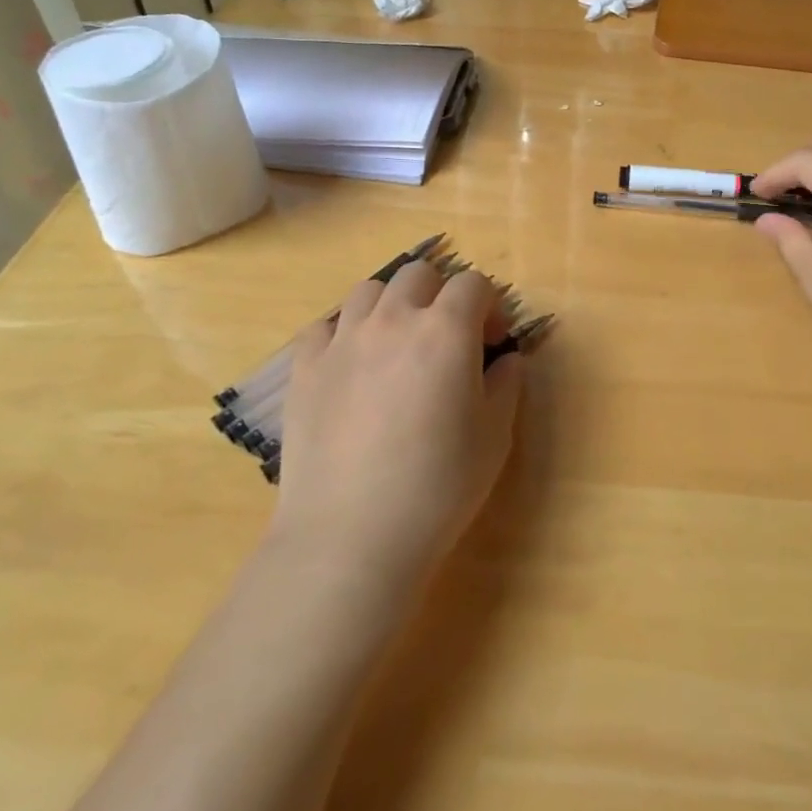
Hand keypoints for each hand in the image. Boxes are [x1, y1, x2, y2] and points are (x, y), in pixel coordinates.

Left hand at [270, 262, 522, 597]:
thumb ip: (506, 385)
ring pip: (369, 290)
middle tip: (447, 339)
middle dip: (441, 294)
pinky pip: (325, 325)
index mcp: (446, 331)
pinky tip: (352, 366)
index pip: (473, 284)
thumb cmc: (438, 487)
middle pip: (419, 275)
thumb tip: (506, 359)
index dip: (490, 305)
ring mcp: (342, 339)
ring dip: (392, 305)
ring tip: (397, 346)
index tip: (491, 342)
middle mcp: (393, 320)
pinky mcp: (304, 367)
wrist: (351, 535)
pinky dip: (344, 332)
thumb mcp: (495, 437)